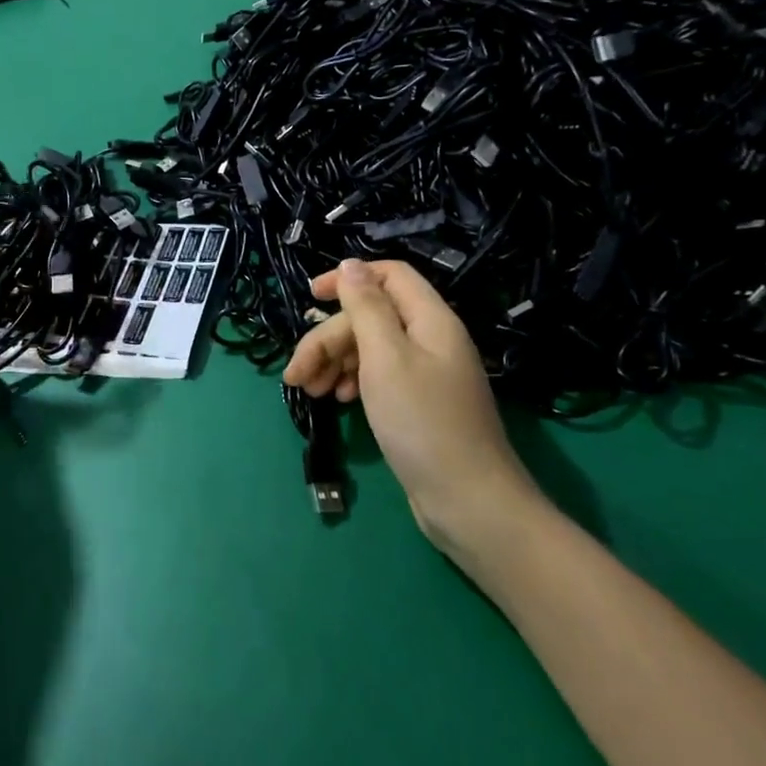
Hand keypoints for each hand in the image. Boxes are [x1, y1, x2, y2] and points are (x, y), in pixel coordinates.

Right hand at [284, 259, 546, 559]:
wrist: (469, 501)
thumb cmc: (422, 422)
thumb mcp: (385, 357)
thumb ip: (366, 307)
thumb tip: (350, 264)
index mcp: (429, 319)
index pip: (389, 275)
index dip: (348, 279)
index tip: (310, 297)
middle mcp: (430, 339)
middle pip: (370, 317)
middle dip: (328, 339)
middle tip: (296, 374)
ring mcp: (426, 373)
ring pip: (370, 348)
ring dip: (334, 362)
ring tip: (308, 391)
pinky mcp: (419, 403)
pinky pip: (379, 375)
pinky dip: (352, 381)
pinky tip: (336, 399)